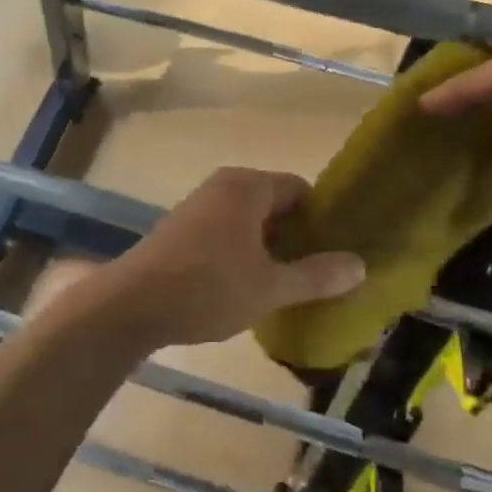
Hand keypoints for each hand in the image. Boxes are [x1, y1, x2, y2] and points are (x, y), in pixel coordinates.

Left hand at [67, 168, 365, 354]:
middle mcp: (223, 186)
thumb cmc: (208, 288)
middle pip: (275, 204)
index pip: (300, 190)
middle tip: (317, 273)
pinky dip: (242, 252)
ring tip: (286, 284)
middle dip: (296, 237)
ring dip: (268, 248)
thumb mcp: (270, 287)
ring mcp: (198, 206)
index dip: (322, 220)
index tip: (336, 253)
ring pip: (249, 220)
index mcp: (248, 187)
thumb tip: (360, 265)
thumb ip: (316, 275)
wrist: (131, 304)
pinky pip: (225, 231)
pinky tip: (246, 286)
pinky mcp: (180, 229)